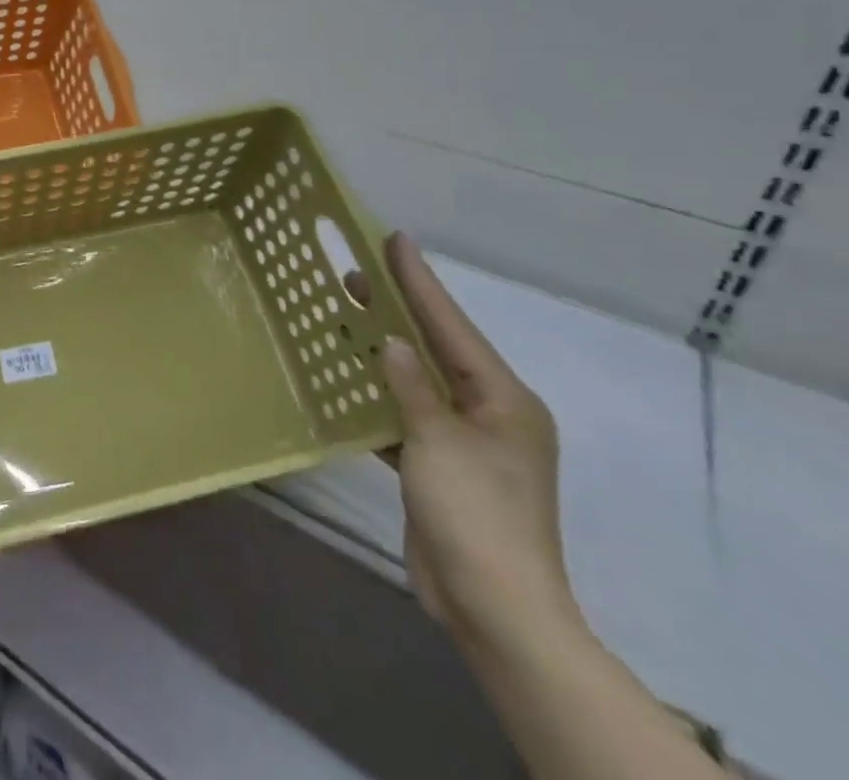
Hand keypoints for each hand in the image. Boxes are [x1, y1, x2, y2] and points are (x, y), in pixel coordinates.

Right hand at [376, 234, 582, 653]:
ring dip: (382, 352)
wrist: (494, 609)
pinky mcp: (440, 467)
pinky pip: (406, 415)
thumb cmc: (474, 514)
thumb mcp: (438, 441)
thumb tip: (392, 343)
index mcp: (504, 400)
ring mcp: (466, 442)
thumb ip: (411, 386)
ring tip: (344, 316)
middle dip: (397, 311)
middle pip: (436, 348)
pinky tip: (347, 379)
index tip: (394, 239)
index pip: (451, 325)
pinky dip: (378, 396)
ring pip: (417, 380)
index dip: (420, 280)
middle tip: (353, 274)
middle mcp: (489, 413)